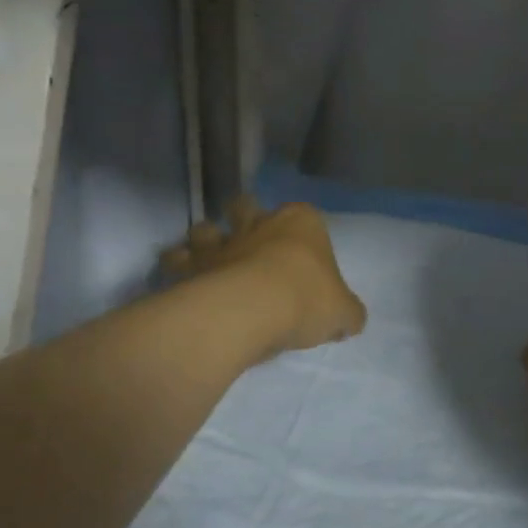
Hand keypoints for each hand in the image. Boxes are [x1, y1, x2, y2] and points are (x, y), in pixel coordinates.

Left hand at [163, 198, 366, 353]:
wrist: (252, 309)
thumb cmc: (305, 300)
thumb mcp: (343, 312)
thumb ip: (347, 313)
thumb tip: (349, 320)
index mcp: (302, 223)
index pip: (306, 215)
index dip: (304, 232)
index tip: (302, 254)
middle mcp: (260, 223)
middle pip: (247, 207)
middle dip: (245, 217)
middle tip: (248, 239)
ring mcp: (223, 241)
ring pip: (206, 227)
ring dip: (206, 238)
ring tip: (207, 256)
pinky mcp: (193, 265)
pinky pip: (178, 259)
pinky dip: (177, 265)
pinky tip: (180, 278)